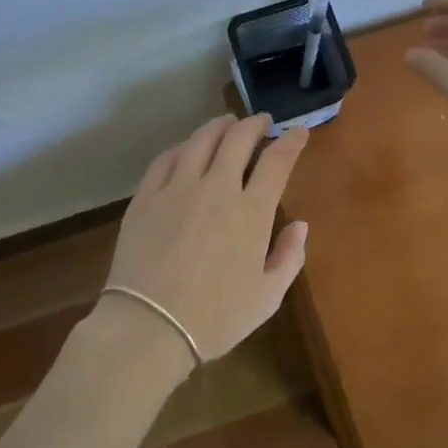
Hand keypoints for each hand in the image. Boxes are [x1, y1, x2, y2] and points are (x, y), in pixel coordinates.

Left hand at [101, 114, 310, 363]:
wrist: (149, 326)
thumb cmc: (215, 317)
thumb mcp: (267, 297)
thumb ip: (289, 257)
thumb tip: (300, 225)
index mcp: (251, 212)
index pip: (277, 162)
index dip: (291, 142)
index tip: (298, 132)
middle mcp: (216, 189)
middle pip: (238, 139)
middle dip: (254, 124)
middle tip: (261, 121)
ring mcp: (177, 189)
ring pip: (201, 140)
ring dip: (219, 126)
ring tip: (227, 123)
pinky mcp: (146, 197)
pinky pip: (166, 159)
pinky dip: (183, 147)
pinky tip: (187, 148)